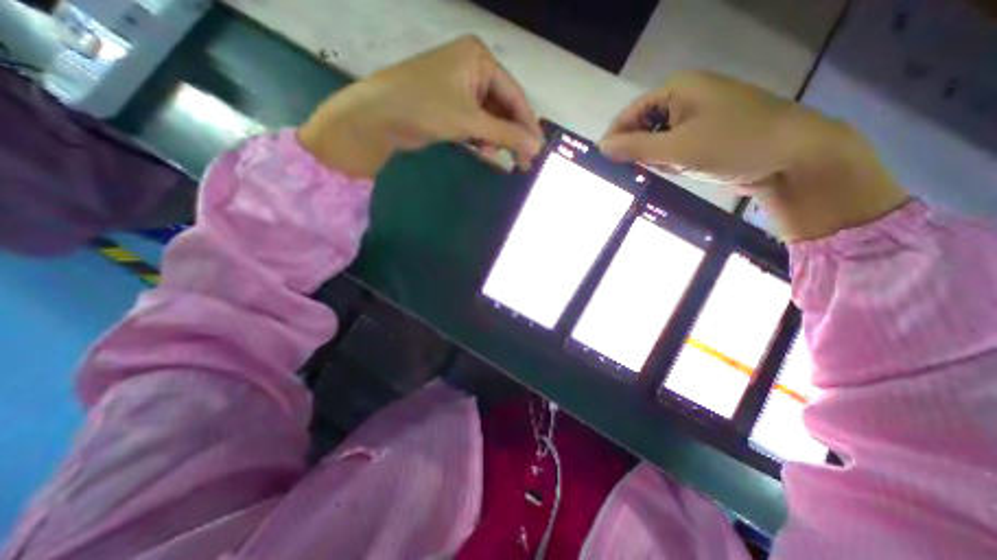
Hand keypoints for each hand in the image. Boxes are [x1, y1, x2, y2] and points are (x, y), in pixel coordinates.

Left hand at [298, 35, 541, 177]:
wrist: (379, 116)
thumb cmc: (426, 108)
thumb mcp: (471, 121)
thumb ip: (506, 134)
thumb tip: (536, 147)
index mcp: (480, 58)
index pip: (515, 95)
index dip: (528, 125)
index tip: (538, 149)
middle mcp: (473, 68)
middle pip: (504, 106)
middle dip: (512, 135)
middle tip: (524, 162)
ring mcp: (461, 86)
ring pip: (491, 117)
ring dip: (497, 139)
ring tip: (498, 157)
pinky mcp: (452, 104)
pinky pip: (477, 122)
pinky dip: (482, 137)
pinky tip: (484, 150)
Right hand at [595, 68, 908, 240]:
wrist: (793, 156)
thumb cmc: (733, 145)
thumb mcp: (677, 150)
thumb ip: (635, 149)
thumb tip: (601, 147)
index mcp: (677, 88)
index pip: (630, 114)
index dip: (616, 138)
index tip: (605, 163)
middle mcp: (685, 97)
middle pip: (643, 128)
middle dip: (643, 152)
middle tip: (651, 170)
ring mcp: (697, 115)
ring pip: (658, 142)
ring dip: (660, 159)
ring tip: (678, 169)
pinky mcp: (705, 134)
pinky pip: (674, 149)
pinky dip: (673, 162)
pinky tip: (687, 169)